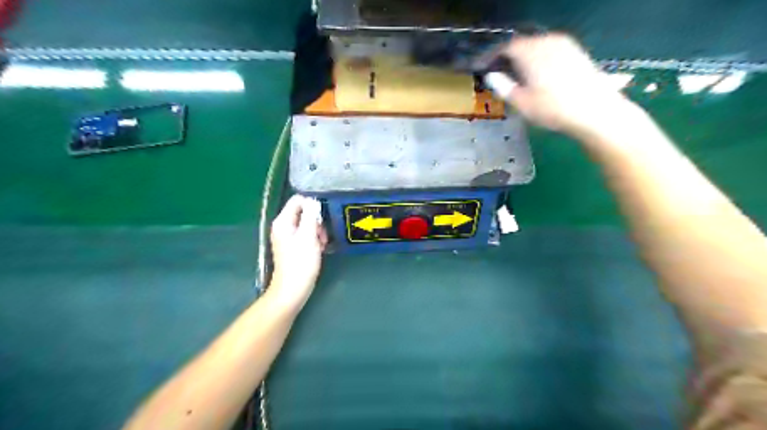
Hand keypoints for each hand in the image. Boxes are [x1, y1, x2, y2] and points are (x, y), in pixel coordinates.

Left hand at [269, 194, 325, 308]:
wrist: (293, 289)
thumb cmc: (301, 263)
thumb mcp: (308, 236)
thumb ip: (311, 216)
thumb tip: (314, 201)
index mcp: (283, 221)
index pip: (298, 200)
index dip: (312, 205)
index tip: (322, 219)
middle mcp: (283, 226)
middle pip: (303, 211)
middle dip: (316, 220)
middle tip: (322, 235)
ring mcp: (287, 236)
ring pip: (307, 223)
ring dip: (317, 231)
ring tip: (321, 244)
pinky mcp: (293, 245)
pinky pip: (306, 234)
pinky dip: (314, 239)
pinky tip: (319, 249)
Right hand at [484, 31, 635, 137]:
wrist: (595, 110)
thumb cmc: (553, 109)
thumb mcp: (522, 103)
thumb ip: (503, 87)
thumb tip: (491, 76)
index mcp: (531, 52)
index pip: (506, 48)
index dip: (492, 57)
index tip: (484, 67)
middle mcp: (547, 42)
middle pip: (522, 44)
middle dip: (508, 57)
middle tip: (498, 72)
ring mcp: (565, 45)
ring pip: (537, 46)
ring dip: (524, 57)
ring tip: (517, 74)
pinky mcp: (576, 52)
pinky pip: (550, 50)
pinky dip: (539, 58)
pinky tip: (538, 74)